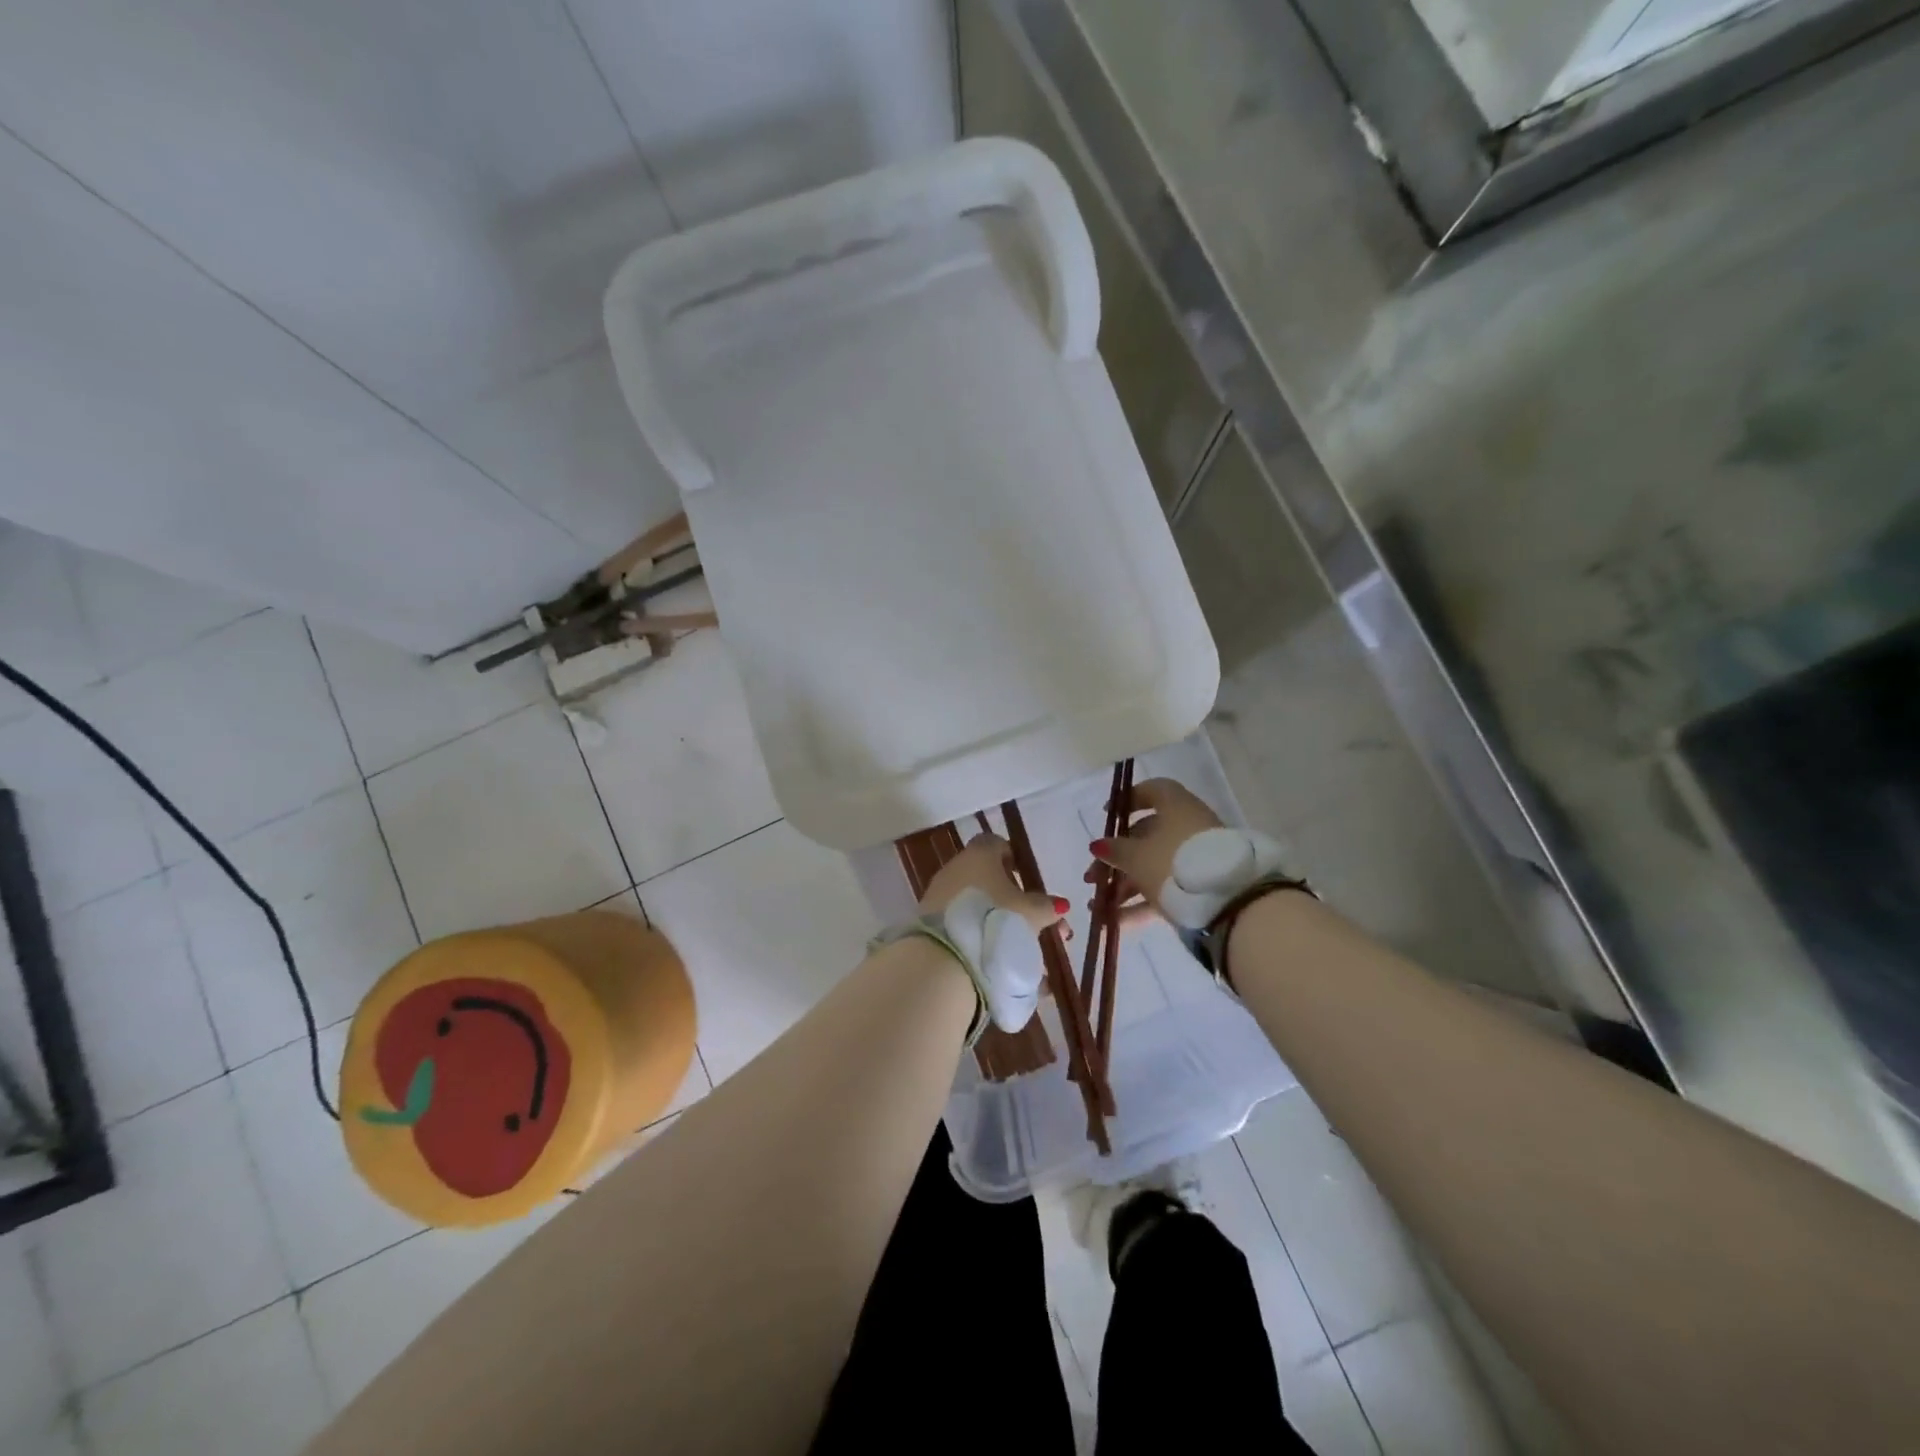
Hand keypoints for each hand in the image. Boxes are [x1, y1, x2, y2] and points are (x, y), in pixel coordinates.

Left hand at [917, 833, 1065, 1035]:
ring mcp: (939, 896)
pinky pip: (962, 926)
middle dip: (1011, 899)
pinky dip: (980, 938)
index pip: (996, 844)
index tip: (1026, 879)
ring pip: (975, 905)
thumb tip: (1058, 904)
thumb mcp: (1030, 914)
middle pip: (986, 878)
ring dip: (997, 921)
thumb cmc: (994, 921)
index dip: (1013, 858)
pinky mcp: (929, 923)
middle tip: (1033, 922)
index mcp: (979, 856)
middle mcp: (955, 869)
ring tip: (1022, 952)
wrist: (944, 958)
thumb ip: (1046, 906)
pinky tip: (1000, 962)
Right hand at [1084, 778, 1223, 920]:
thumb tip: (1099, 844)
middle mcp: (1187, 828)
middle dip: (1115, 857)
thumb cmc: (1174, 864)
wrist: (1228, 904)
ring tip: (1098, 906)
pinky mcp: (1200, 888)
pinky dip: (1140, 904)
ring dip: (1123, 885)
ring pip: (1153, 866)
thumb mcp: (1136, 856)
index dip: (1128, 799)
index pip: (1152, 791)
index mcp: (1176, 807)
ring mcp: (1196, 859)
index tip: (1107, 815)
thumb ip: (1114, 849)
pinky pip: (1164, 890)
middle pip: (1146, 836)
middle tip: (1092, 876)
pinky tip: (1115, 922)